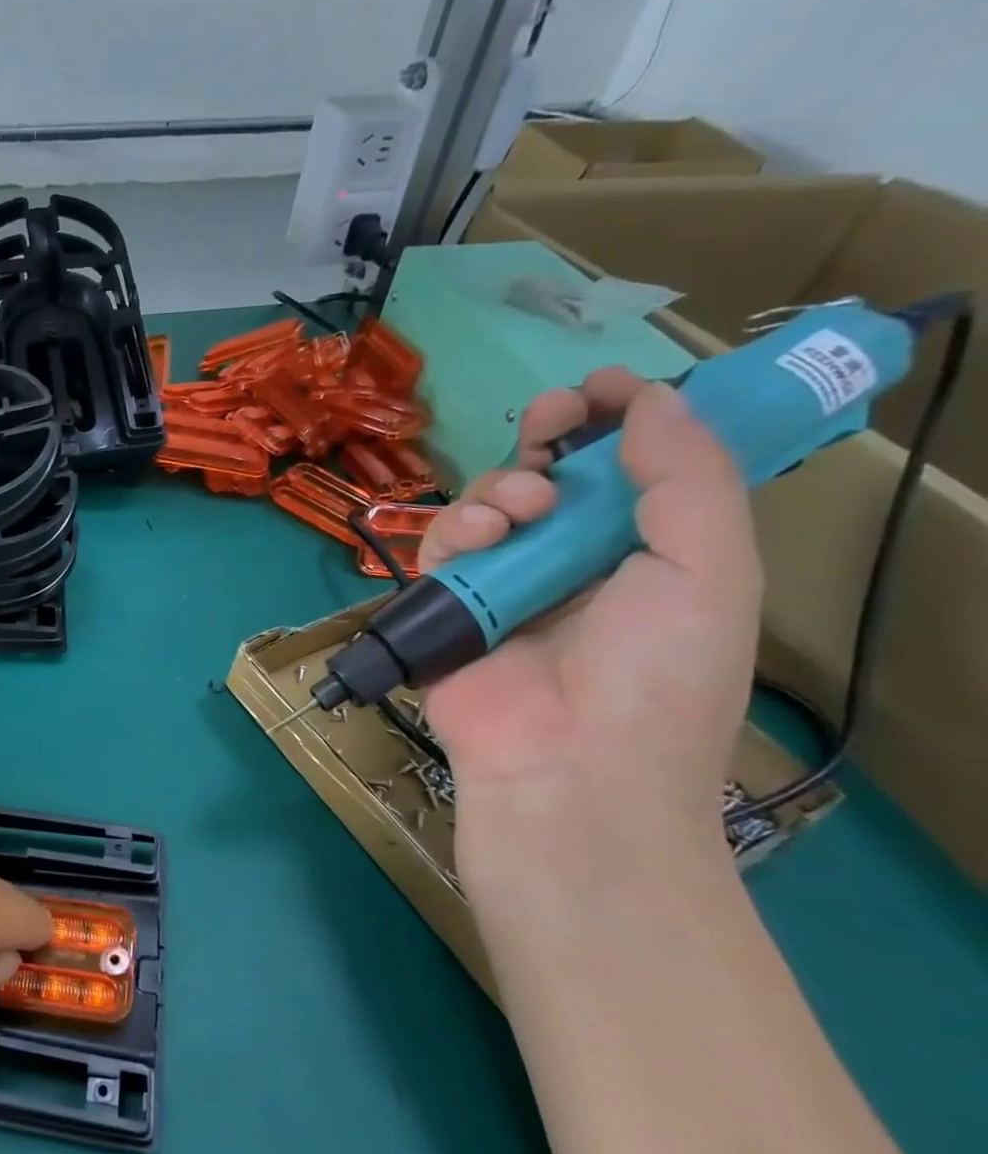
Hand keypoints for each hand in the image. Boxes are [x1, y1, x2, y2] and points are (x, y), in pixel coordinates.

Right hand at [418, 368, 762, 816]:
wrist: (570, 764)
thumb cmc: (658, 673)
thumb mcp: (709, 569)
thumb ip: (688, 477)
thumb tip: (653, 399)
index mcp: (647, 552)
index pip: (629, 468)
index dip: (618, 419)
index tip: (601, 388)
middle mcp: (574, 561)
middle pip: (553, 474)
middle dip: (551, 436)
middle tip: (552, 422)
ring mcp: (506, 584)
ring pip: (492, 502)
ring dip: (506, 486)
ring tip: (525, 510)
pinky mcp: (449, 605)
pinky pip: (442, 545)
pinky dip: (458, 527)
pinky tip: (483, 538)